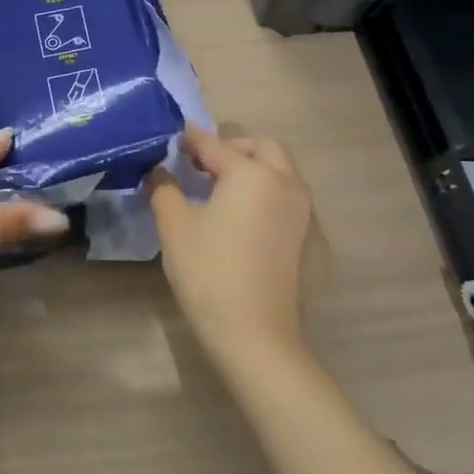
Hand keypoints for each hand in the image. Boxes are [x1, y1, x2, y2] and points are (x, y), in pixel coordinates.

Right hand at [148, 126, 315, 364]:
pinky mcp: (312, 240)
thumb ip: (165, 189)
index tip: (174, 136)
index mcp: (252, 174)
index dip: (191, 139)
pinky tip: (246, 221)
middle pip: (262, 147)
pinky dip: (268, 195)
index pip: (215, 144)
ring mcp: (305, 213)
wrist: (256, 337)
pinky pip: (290, 200)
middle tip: (203, 163)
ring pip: (282, 172)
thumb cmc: (209, 273)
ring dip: (255, 168)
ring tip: (223, 189)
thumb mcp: (175, 226)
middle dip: (233, 146)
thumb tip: (161, 171)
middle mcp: (286, 184)